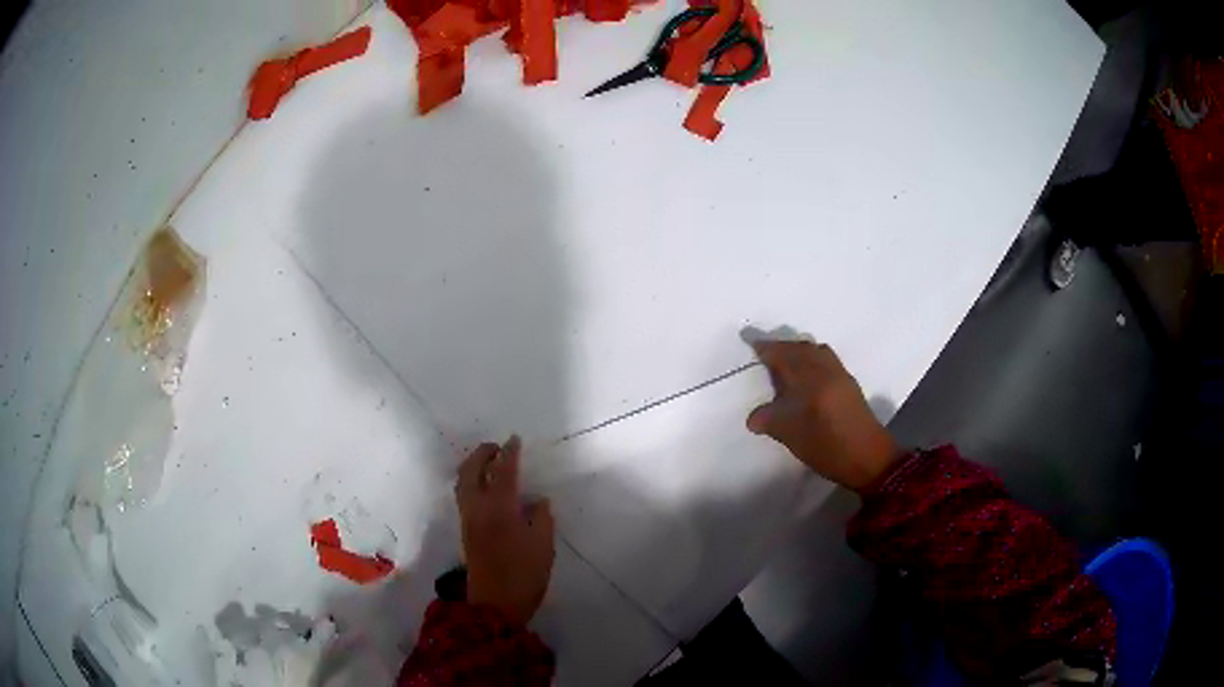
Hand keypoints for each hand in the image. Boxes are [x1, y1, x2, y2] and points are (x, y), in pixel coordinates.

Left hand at [456, 436, 554, 624]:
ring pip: (463, 482)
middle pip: (472, 470)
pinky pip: (464, 494)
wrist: (495, 605)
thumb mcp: (543, 546)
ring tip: (491, 462)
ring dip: (474, 465)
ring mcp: (468, 519)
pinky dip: (472, 480)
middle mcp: (478, 508)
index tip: (515, 439)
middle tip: (498, 446)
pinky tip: (486, 486)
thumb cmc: (524, 575)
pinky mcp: (466, 530)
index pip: (503, 471)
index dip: (509, 453)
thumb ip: (541, 518)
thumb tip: (537, 501)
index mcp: (499, 509)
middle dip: (482, 453)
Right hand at [747, 340, 901, 491]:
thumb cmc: (828, 448)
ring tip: (785, 362)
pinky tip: (806, 375)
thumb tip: (753, 418)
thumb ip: (770, 421)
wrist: (868, 458)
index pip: (784, 356)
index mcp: (810, 380)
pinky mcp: (849, 384)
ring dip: (799, 350)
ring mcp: (840, 375)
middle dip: (782, 347)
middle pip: (801, 348)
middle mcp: (826, 371)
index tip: (752, 343)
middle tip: (765, 352)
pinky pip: (826, 359)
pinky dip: (812, 358)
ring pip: (816, 351)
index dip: (767, 348)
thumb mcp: (792, 437)